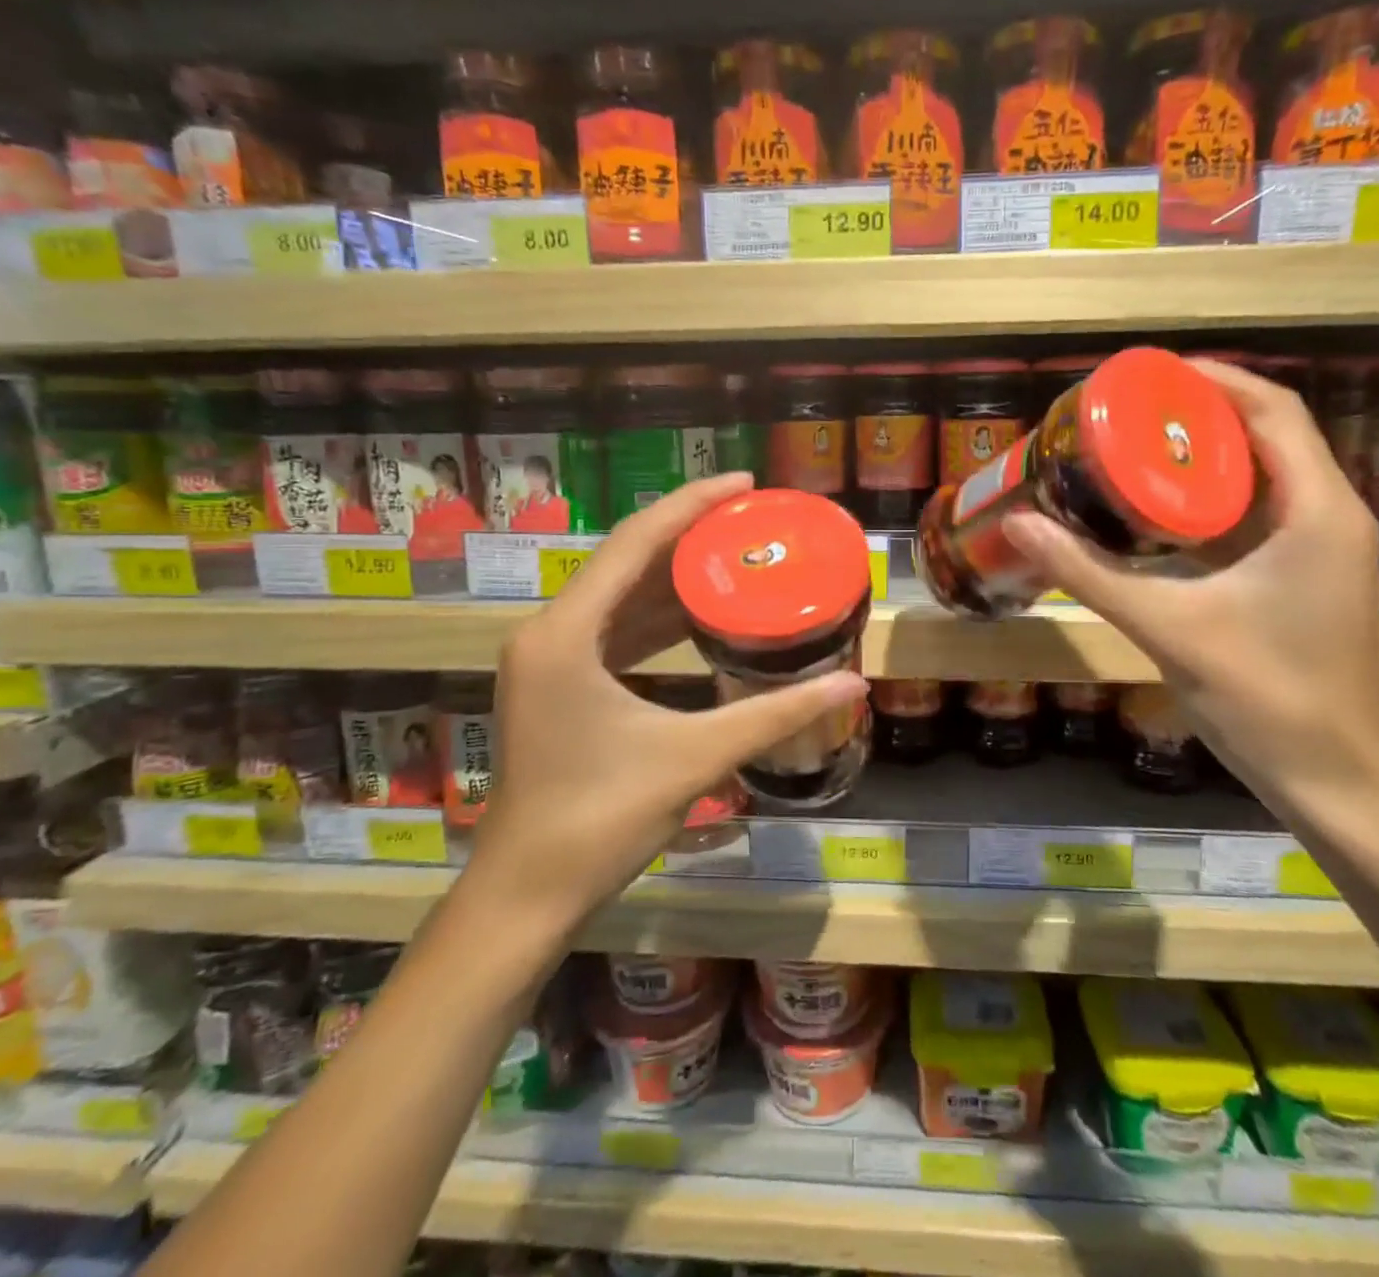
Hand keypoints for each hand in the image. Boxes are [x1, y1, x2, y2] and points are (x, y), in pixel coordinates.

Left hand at [464, 473, 867, 919]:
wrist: (527, 895)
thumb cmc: (601, 821)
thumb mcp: (695, 757)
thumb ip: (775, 715)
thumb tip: (852, 686)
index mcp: (566, 633)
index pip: (635, 543)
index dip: (692, 505)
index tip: (745, 484)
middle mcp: (550, 633)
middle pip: (626, 562)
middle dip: (689, 536)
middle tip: (752, 520)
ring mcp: (549, 660)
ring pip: (619, 597)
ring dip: (673, 577)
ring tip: (735, 555)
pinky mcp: (558, 686)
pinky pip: (613, 631)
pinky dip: (656, 618)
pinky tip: (699, 616)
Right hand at [1002, 360, 1378, 811]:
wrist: (1331, 778)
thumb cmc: (1263, 696)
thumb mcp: (1167, 626)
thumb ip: (1089, 573)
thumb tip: (1017, 524)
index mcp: (1316, 511)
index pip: (1272, 411)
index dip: (1211, 380)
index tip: (1145, 374)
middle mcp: (1327, 516)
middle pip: (1265, 436)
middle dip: (1196, 416)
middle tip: (1123, 413)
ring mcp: (1318, 550)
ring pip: (1260, 478)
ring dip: (1202, 459)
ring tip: (1131, 449)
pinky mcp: (1301, 579)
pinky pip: (1254, 517)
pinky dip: (1208, 503)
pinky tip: (1154, 513)